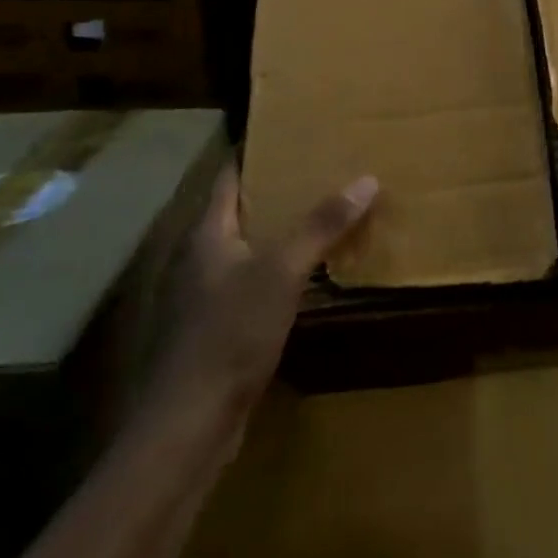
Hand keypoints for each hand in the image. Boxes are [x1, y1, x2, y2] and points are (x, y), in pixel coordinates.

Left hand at [151, 160, 378, 418]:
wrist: (190, 423)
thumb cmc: (230, 334)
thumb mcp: (282, 272)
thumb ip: (321, 225)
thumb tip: (367, 178)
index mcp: (207, 235)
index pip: (229, 177)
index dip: (256, 152)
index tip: (293, 135)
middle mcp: (202, 258)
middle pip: (242, 211)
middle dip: (280, 191)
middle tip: (326, 171)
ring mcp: (208, 296)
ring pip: (250, 249)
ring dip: (284, 233)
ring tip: (327, 215)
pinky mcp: (220, 329)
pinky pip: (256, 283)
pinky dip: (282, 271)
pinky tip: (312, 274)